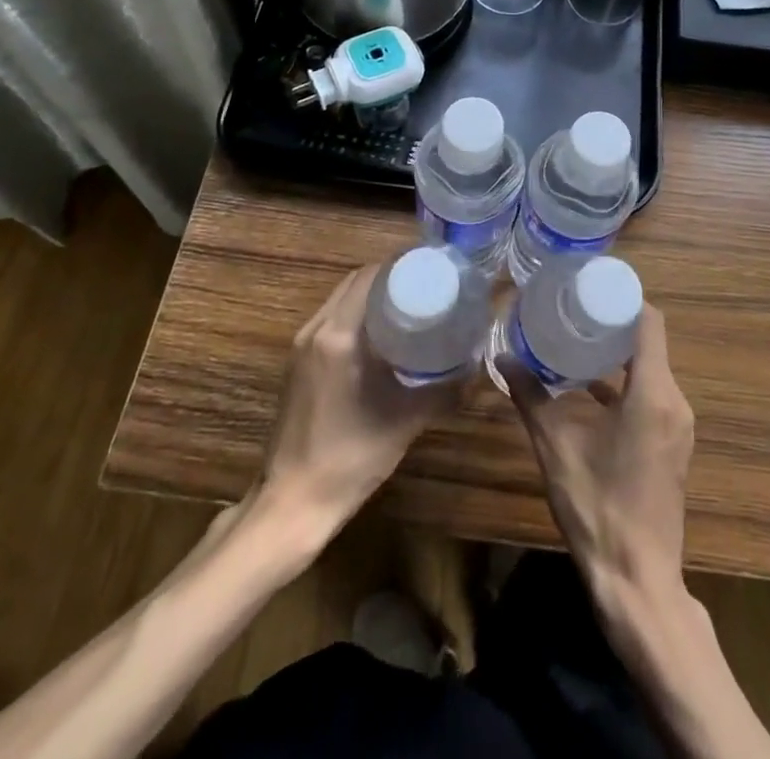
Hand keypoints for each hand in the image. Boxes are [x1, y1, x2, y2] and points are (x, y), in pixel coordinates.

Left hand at [258, 263, 465, 543]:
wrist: (293, 504)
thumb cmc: (350, 458)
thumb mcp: (406, 421)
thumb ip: (444, 390)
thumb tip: (476, 366)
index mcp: (339, 336)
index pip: (369, 277)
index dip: (400, 264)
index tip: (431, 265)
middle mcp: (316, 330)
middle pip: (354, 283)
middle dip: (389, 276)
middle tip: (427, 281)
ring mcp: (301, 346)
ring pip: (340, 300)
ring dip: (371, 294)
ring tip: (410, 301)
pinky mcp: (297, 363)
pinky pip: (331, 320)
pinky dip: (356, 314)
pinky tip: (383, 332)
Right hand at [501, 303, 695, 610]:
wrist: (637, 581)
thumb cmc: (597, 507)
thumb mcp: (555, 447)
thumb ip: (529, 397)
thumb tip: (502, 358)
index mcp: (653, 393)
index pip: (650, 322)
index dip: (624, 297)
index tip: (590, 285)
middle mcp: (674, 402)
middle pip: (650, 342)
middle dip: (613, 322)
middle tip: (574, 307)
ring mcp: (677, 426)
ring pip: (650, 369)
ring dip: (618, 354)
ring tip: (576, 338)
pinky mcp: (672, 445)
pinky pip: (651, 395)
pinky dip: (624, 384)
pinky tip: (587, 388)